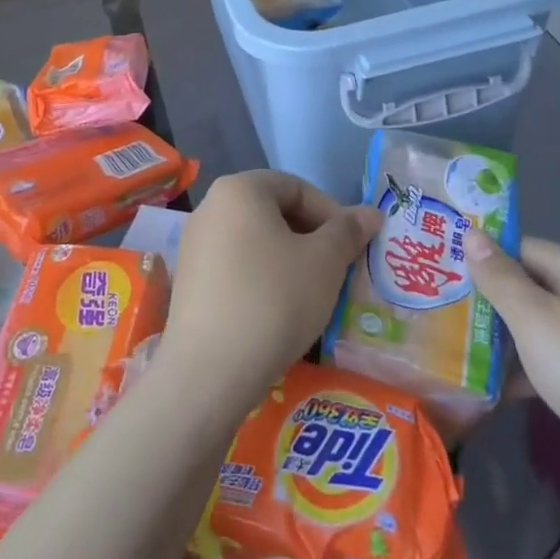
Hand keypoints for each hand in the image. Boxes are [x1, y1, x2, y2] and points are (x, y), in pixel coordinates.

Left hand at [160, 171, 379, 417]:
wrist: (209, 371)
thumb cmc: (273, 300)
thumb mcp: (324, 263)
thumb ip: (348, 232)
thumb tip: (371, 213)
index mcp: (240, 189)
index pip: (297, 187)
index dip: (331, 213)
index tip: (352, 248)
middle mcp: (211, 207)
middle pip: (273, 211)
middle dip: (311, 237)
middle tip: (337, 271)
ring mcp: (194, 245)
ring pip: (255, 241)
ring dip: (289, 260)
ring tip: (312, 294)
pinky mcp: (188, 281)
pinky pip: (235, 266)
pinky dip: (262, 279)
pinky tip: (278, 312)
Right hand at [468, 233, 559, 526]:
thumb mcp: (535, 320)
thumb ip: (499, 276)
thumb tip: (472, 231)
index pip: (522, 247)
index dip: (484, 258)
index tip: (443, 274)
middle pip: (534, 288)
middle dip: (492, 303)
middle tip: (443, 314)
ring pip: (546, 330)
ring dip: (508, 342)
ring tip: (459, 352)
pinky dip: (533, 374)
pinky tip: (500, 392)